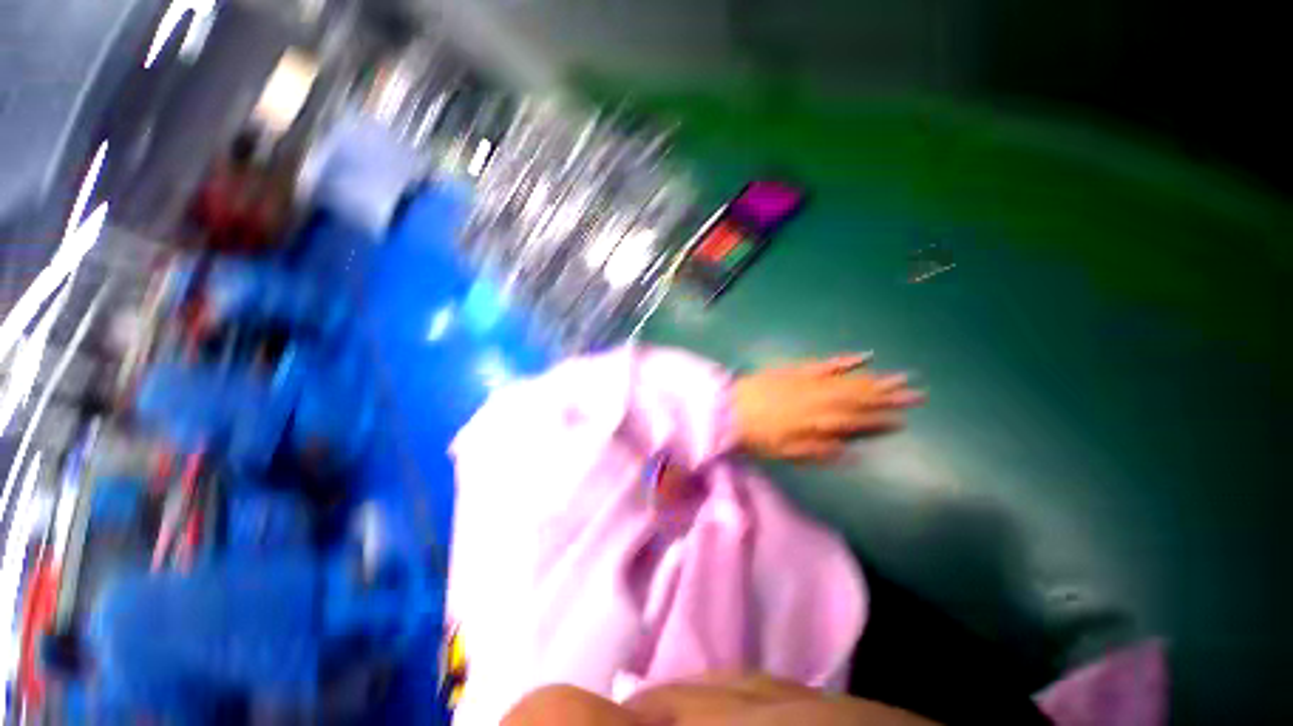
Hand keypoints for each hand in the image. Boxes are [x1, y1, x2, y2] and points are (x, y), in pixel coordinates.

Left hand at [732, 353, 922, 462]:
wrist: (729, 409)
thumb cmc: (756, 436)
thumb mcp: (786, 452)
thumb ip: (819, 451)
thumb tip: (851, 451)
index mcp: (816, 422)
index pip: (854, 421)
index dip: (879, 420)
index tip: (903, 420)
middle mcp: (818, 400)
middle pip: (858, 398)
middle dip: (887, 397)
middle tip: (916, 394)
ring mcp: (808, 382)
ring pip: (848, 381)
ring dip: (875, 380)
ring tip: (900, 378)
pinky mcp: (797, 370)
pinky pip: (825, 364)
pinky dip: (846, 360)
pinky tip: (865, 355)